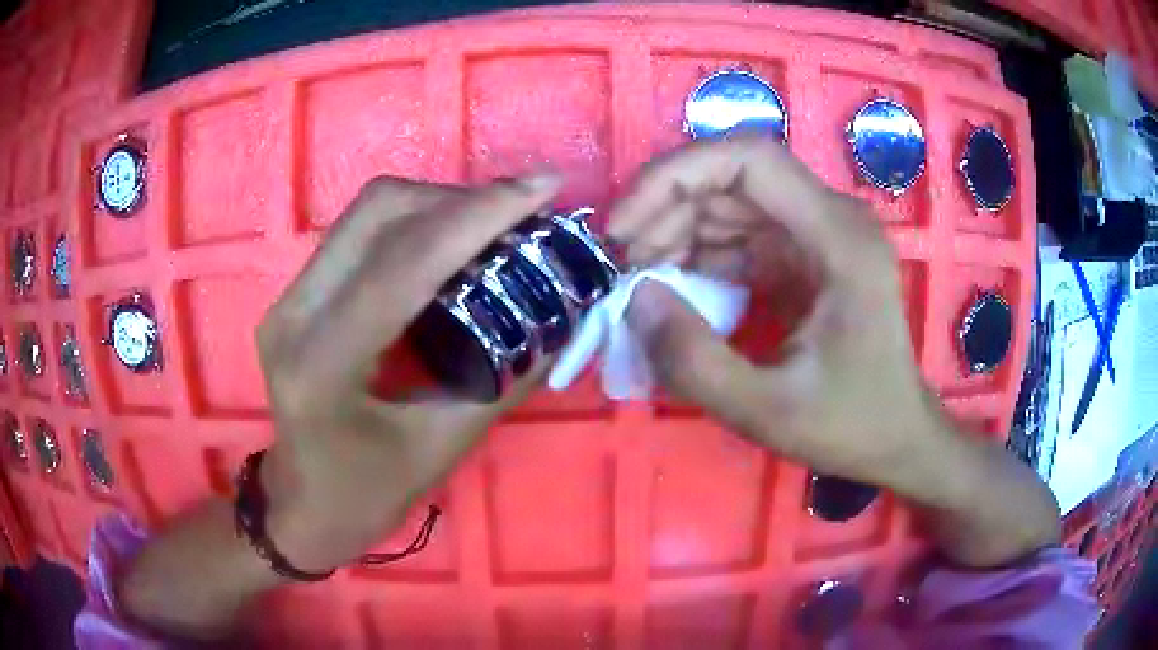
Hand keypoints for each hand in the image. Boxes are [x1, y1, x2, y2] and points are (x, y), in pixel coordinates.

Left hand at [255, 174, 560, 571]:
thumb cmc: (366, 495)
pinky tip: (452, 245)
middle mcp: (293, 314)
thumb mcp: (443, 448)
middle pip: (378, 212)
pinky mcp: (296, 293)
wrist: (301, 503)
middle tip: (522, 213)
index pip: (404, 263)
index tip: (544, 188)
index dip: (479, 215)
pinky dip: (416, 223)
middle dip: (459, 199)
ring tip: (494, 226)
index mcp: (322, 364)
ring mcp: (287, 297)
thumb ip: (505, 378)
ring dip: (438, 205)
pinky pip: (361, 233)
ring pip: (368, 212)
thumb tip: (563, 318)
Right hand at [610, 136, 946, 491]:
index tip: (623, 227)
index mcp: (839, 237)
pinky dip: (699, 255)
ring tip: (640, 282)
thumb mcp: (766, 411)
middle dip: (666, 209)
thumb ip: (693, 361)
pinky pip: (740, 236)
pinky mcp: (805, 257)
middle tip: (622, 266)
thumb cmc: (850, 425)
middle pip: (733, 177)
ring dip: (677, 232)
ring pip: (730, 203)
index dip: (675, 176)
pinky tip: (674, 289)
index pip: (750, 159)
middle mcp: (831, 219)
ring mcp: (819, 235)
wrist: (896, 438)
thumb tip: (635, 297)